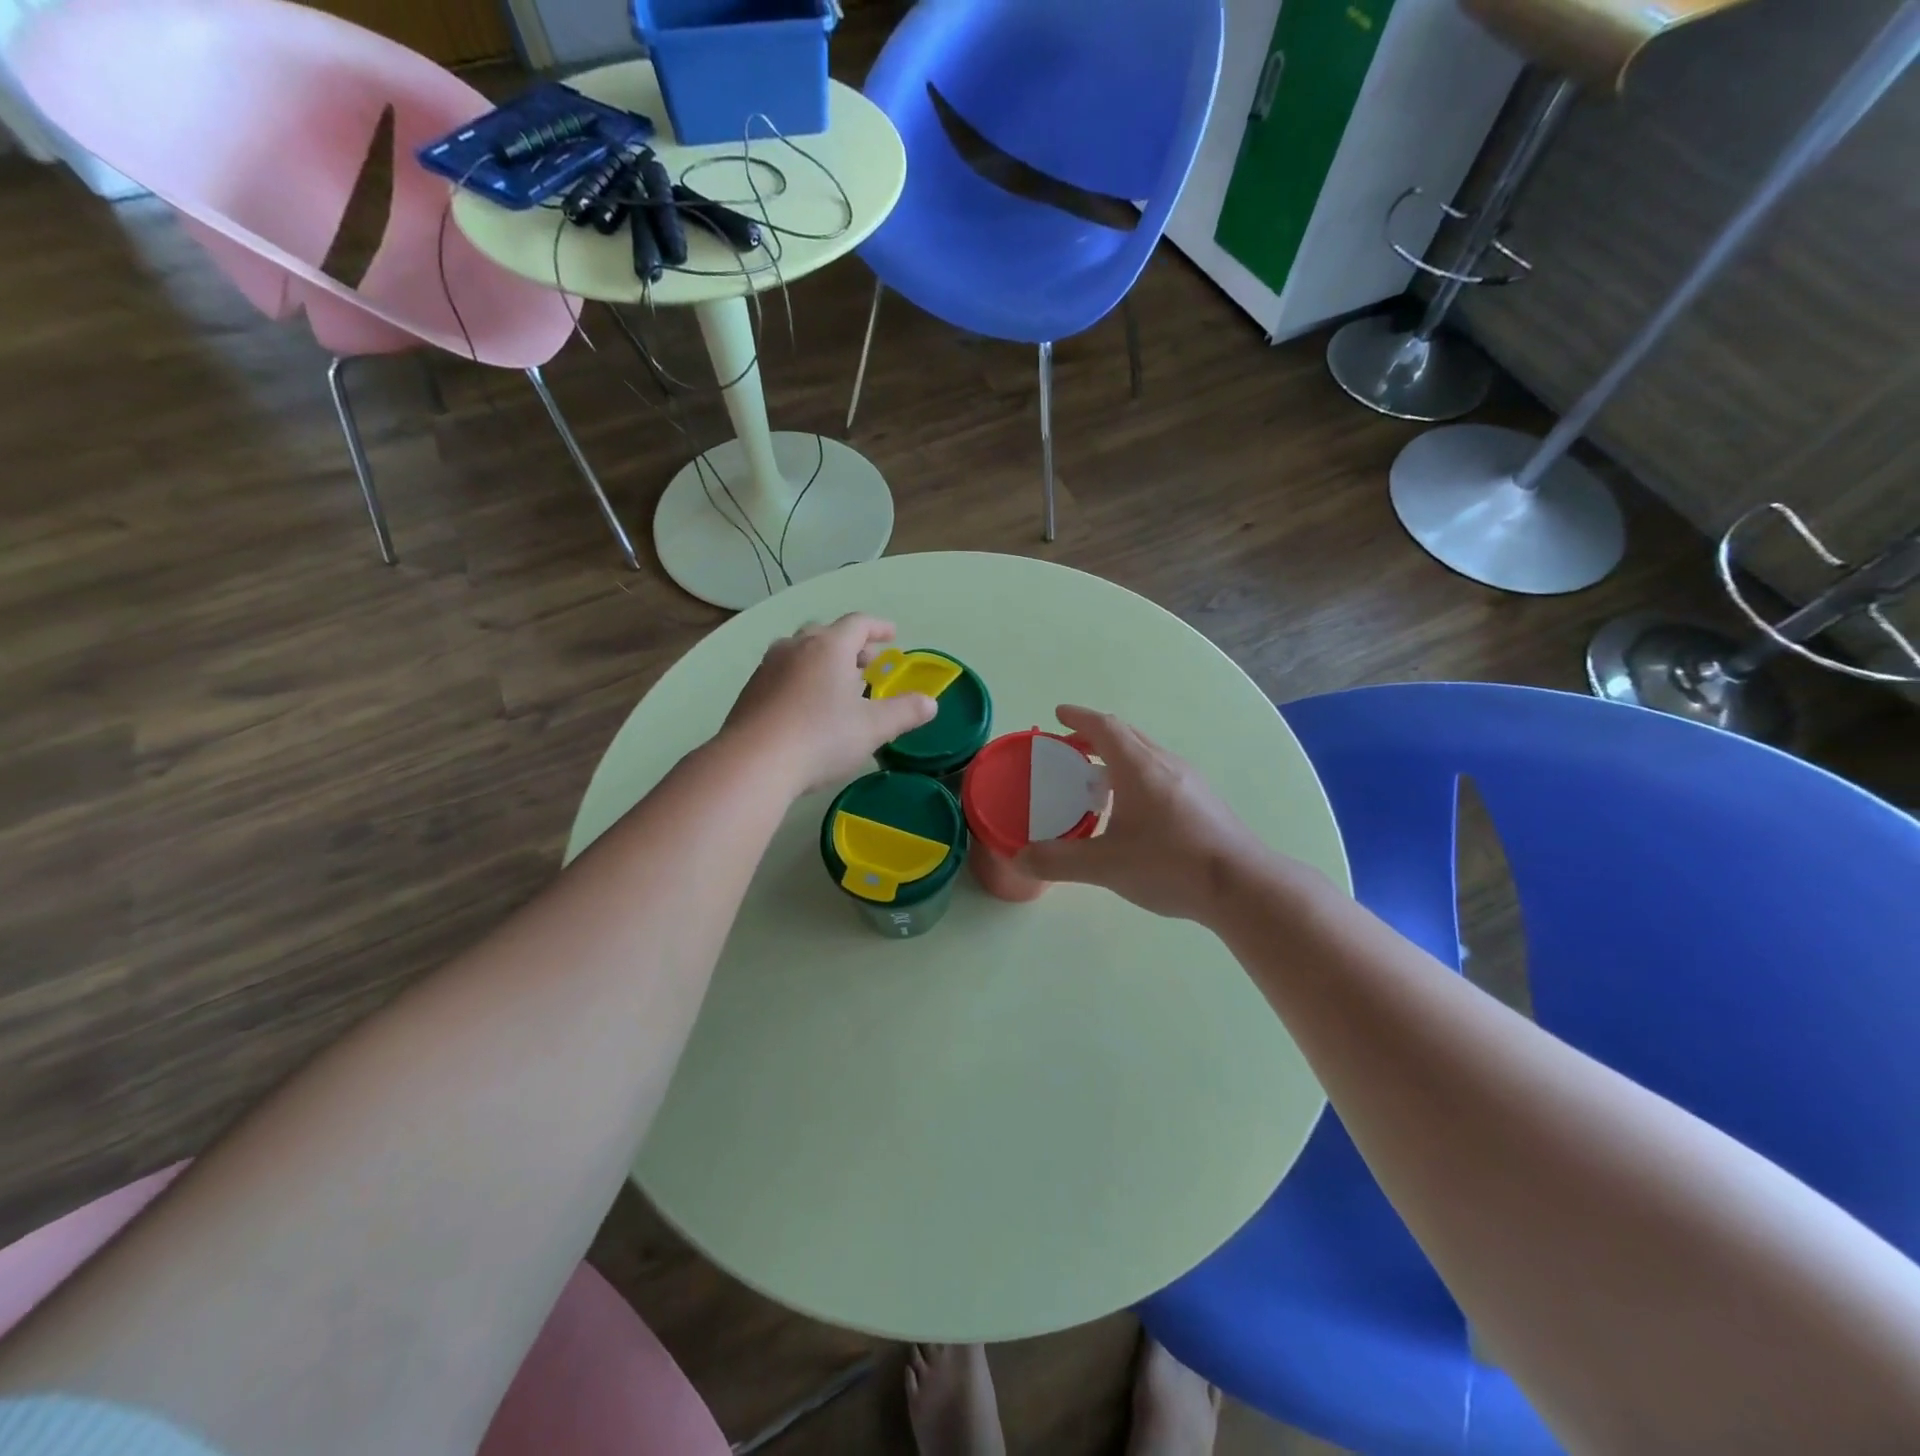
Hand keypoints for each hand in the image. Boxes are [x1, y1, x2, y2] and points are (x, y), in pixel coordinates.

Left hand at [722, 614, 937, 796]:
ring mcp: (768, 668)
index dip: (878, 627)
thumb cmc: (821, 738)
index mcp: (829, 647)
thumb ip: (904, 712)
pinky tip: (806, 706)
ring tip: (836, 684)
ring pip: (800, 652)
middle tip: (867, 662)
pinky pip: (782, 673)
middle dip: (850, 645)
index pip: (858, 623)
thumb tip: (930, 703)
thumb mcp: (873, 728)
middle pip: (826, 634)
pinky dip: (801, 679)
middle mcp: (796, 647)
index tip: (892, 635)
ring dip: (822, 661)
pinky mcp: (750, 691)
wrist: (753, 762)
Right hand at [1017, 706, 1275, 922]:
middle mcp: (1165, 764)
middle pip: (1126, 735)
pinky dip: (1135, 775)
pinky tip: (1132, 809)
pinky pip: (1160, 773)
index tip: (1058, 714)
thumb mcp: (1106, 866)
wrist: (1242, 886)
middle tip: (1069, 748)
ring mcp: (1189, 781)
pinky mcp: (1203, 801)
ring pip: (1146, 754)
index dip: (1078, 718)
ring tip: (1096, 780)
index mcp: (1139, 768)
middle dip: (1094, 735)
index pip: (1104, 727)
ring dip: (1117, 756)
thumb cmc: (1170, 865)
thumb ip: (1058, 861)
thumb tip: (1018, 858)